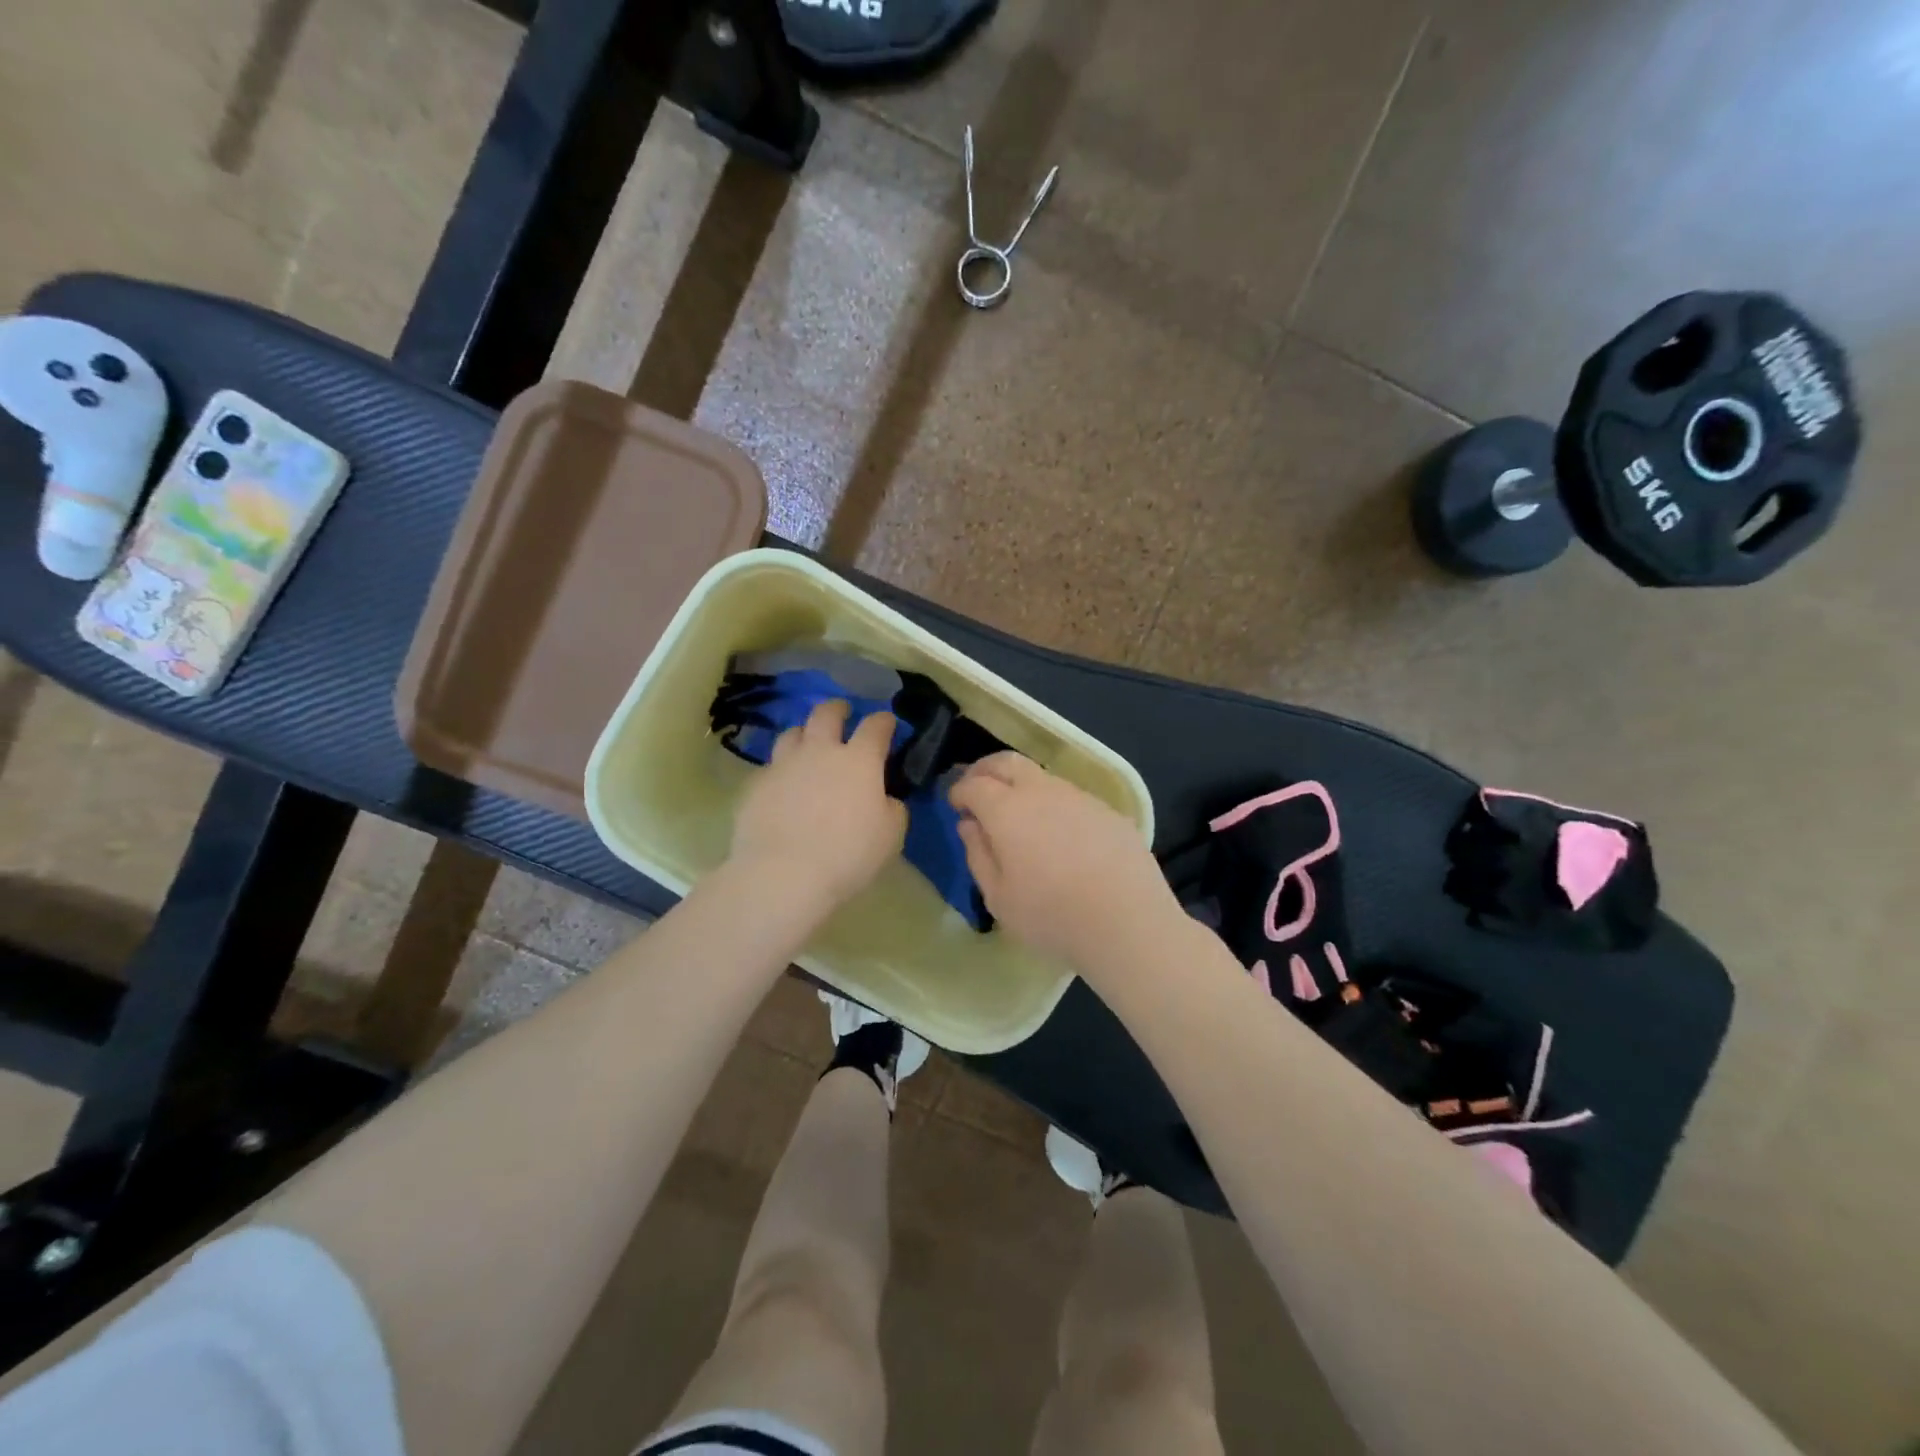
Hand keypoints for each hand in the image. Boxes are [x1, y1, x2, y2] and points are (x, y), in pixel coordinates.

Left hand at [729, 700, 906, 914]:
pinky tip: (782, 785)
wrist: (783, 874)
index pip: (875, 726)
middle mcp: (820, 752)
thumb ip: (892, 808)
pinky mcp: (756, 785)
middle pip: (826, 714)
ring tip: (807, 744)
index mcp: (859, 760)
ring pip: (792, 734)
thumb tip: (885, 799)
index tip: (887, 723)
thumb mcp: (891, 835)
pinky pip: (770, 767)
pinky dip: (781, 770)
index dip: (883, 721)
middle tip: (842, 713)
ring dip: (804, 734)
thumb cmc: (848, 854)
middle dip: (837, 709)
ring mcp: (783, 765)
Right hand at [949, 752, 1184, 972]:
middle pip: (1007, 762)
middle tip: (977, 788)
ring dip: (1021, 785)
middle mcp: (1042, 791)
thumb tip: (970, 825)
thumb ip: (978, 855)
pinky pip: (1071, 797)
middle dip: (986, 770)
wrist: (1128, 921)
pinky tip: (1059, 833)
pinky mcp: (1108, 810)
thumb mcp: (998, 897)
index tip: (955, 805)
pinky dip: (1053, 803)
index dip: (959, 791)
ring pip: (1041, 776)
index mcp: (1007, 809)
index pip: (974, 784)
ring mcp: (1079, 797)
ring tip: (1018, 813)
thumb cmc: (1052, 915)